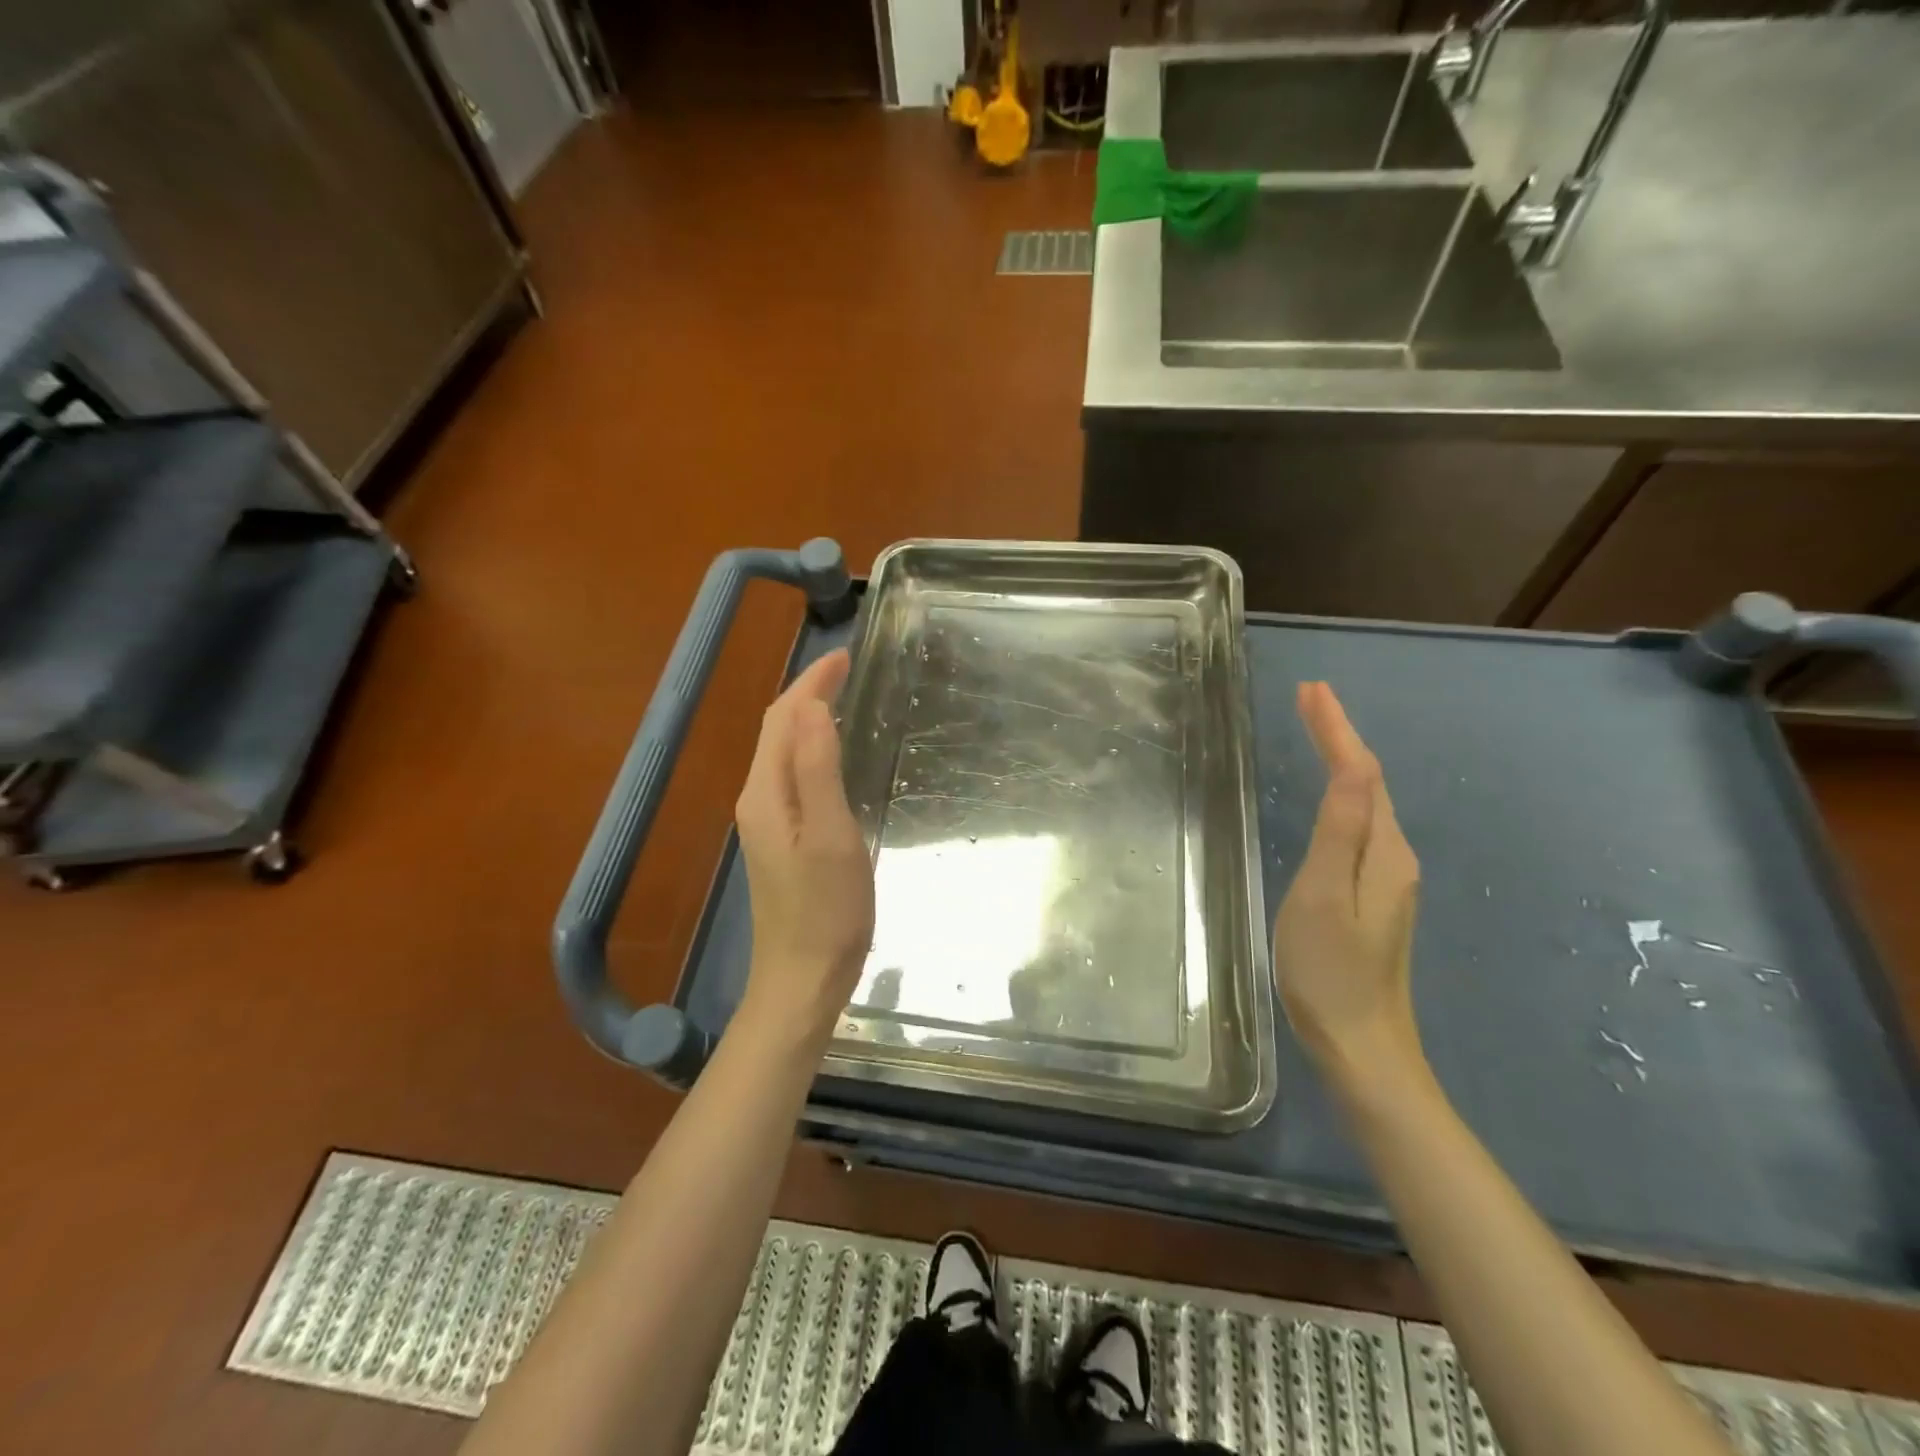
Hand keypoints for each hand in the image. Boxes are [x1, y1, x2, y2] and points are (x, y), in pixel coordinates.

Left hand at [735, 649, 874, 1040]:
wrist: (801, 980)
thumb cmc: (825, 911)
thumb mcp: (831, 836)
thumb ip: (818, 770)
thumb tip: (813, 707)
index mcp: (767, 793)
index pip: (783, 719)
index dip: (811, 683)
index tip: (845, 656)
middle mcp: (758, 801)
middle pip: (777, 731)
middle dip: (807, 693)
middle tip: (847, 669)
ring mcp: (766, 824)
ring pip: (783, 753)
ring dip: (808, 719)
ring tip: (841, 698)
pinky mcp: (780, 842)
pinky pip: (792, 777)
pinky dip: (810, 750)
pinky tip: (831, 756)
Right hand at [1272, 682, 1425, 1088]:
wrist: (1361, 1047)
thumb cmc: (1330, 971)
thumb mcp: (1326, 895)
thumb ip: (1341, 831)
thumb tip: (1355, 767)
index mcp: (1384, 853)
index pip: (1361, 774)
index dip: (1337, 730)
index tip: (1312, 690)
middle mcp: (1393, 858)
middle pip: (1369, 783)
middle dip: (1340, 736)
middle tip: (1308, 699)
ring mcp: (1385, 880)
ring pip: (1366, 804)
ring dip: (1342, 760)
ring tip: (1315, 730)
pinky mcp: (1371, 898)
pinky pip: (1359, 827)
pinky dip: (1342, 795)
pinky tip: (1329, 796)